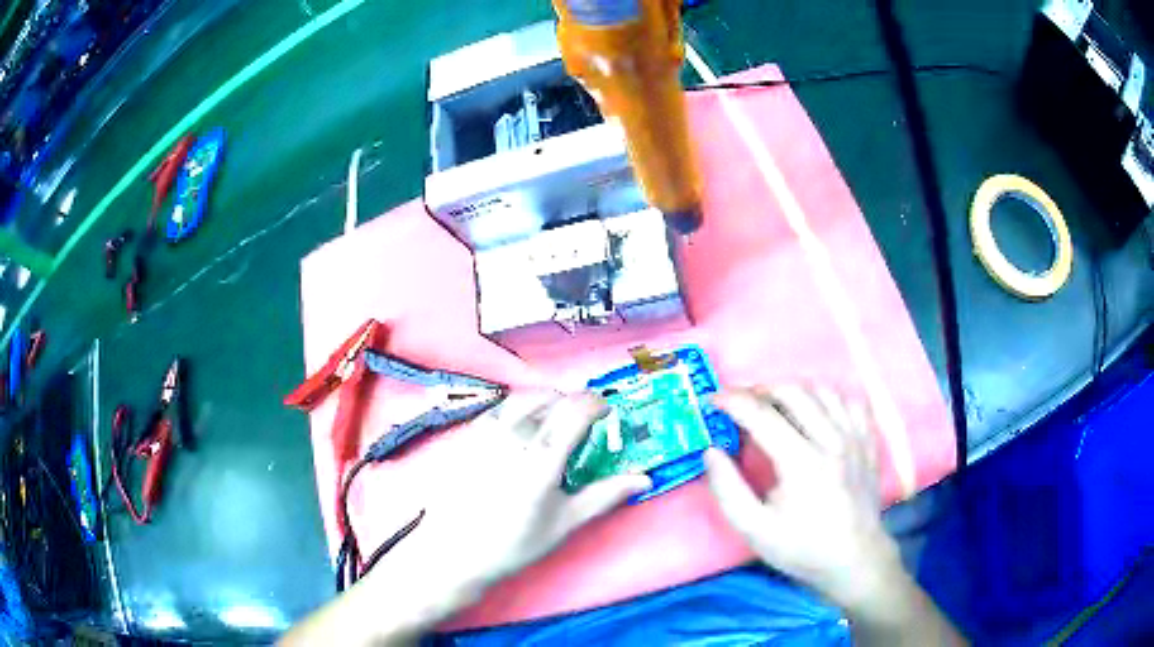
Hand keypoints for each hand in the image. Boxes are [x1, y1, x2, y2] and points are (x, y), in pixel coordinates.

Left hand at [285, 392, 651, 644]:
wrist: (453, 553)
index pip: (575, 411)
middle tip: (583, 423)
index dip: (597, 404)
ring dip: (545, 403)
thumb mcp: (564, 524)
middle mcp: (512, 437)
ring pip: (521, 400)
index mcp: (541, 459)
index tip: (608, 412)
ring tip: (553, 424)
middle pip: (549, 398)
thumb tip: (643, 480)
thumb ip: (604, 496)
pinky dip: (519, 410)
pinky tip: (520, 434)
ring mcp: (484, 434)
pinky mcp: (466, 438)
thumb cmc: (513, 544)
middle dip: (572, 403)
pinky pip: (499, 410)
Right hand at [703, 386, 900, 604]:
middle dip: (760, 390)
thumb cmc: (802, 548)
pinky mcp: (868, 441)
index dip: (732, 400)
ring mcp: (855, 437)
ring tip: (776, 407)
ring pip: (822, 390)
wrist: (854, 560)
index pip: (762, 415)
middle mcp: (832, 441)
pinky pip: (849, 401)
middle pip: (793, 392)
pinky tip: (816, 413)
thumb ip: (728, 490)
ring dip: (793, 391)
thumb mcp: (754, 530)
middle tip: (742, 405)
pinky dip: (828, 398)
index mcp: (802, 463)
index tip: (712, 399)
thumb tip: (711, 451)